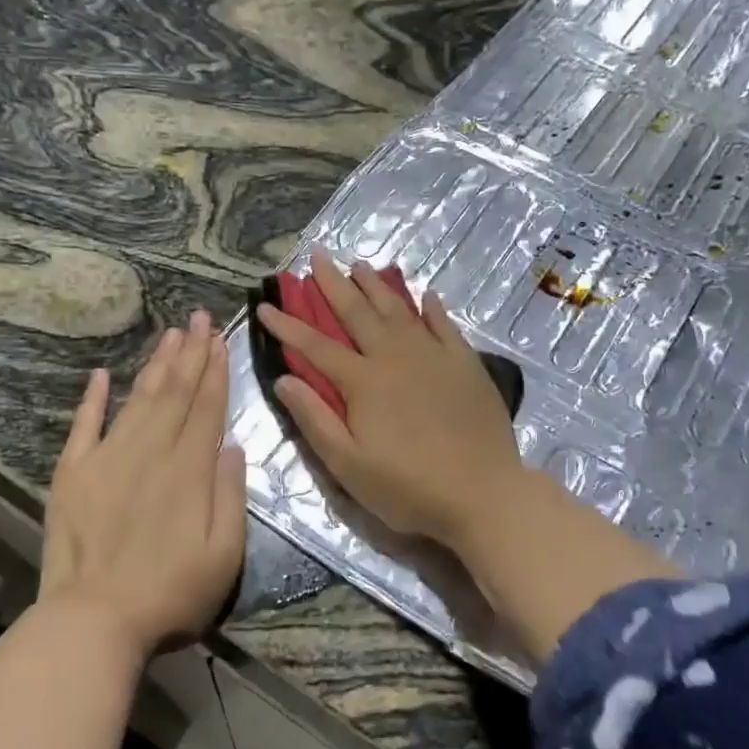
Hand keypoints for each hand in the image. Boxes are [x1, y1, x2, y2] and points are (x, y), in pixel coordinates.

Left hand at [40, 310, 246, 656]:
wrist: (94, 620)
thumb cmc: (170, 594)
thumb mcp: (225, 554)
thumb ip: (231, 495)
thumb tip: (231, 445)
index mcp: (189, 470)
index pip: (206, 408)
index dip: (215, 372)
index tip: (220, 340)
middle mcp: (150, 452)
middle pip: (174, 393)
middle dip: (190, 353)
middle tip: (198, 317)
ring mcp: (107, 458)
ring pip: (137, 399)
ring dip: (154, 364)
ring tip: (169, 333)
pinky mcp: (72, 473)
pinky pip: (83, 426)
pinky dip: (92, 398)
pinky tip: (101, 375)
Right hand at [254, 250, 526, 546]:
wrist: (483, 493)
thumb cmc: (408, 487)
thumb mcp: (348, 465)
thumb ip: (314, 419)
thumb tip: (284, 378)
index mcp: (364, 381)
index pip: (316, 346)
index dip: (287, 325)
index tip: (265, 305)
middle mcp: (396, 356)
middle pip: (358, 312)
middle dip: (333, 284)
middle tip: (317, 256)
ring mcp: (435, 356)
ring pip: (400, 310)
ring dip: (377, 286)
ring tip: (360, 265)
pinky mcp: (466, 364)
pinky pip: (445, 326)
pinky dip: (433, 308)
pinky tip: (427, 295)